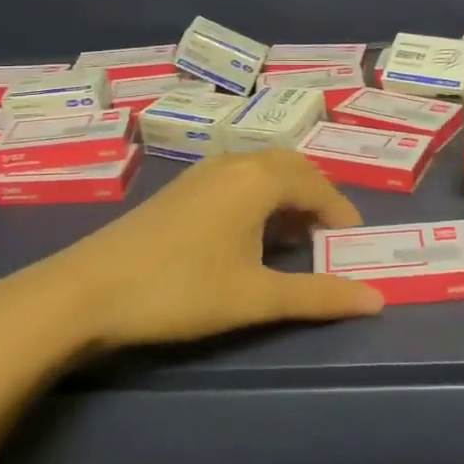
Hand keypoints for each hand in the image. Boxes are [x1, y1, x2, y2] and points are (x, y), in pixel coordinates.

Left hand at [0, 149, 384, 350]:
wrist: (87, 291)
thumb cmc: (180, 290)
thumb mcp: (256, 297)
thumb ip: (318, 295)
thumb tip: (377, 300)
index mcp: (258, 179)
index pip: (319, 187)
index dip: (343, 214)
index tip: (355, 246)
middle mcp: (234, 163)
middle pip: (292, 167)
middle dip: (318, 197)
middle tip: (330, 236)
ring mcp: (202, 172)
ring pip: (262, 169)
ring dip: (288, 194)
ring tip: (296, 236)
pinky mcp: (181, 188)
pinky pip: (237, 178)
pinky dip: (260, 196)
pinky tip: (250, 232)